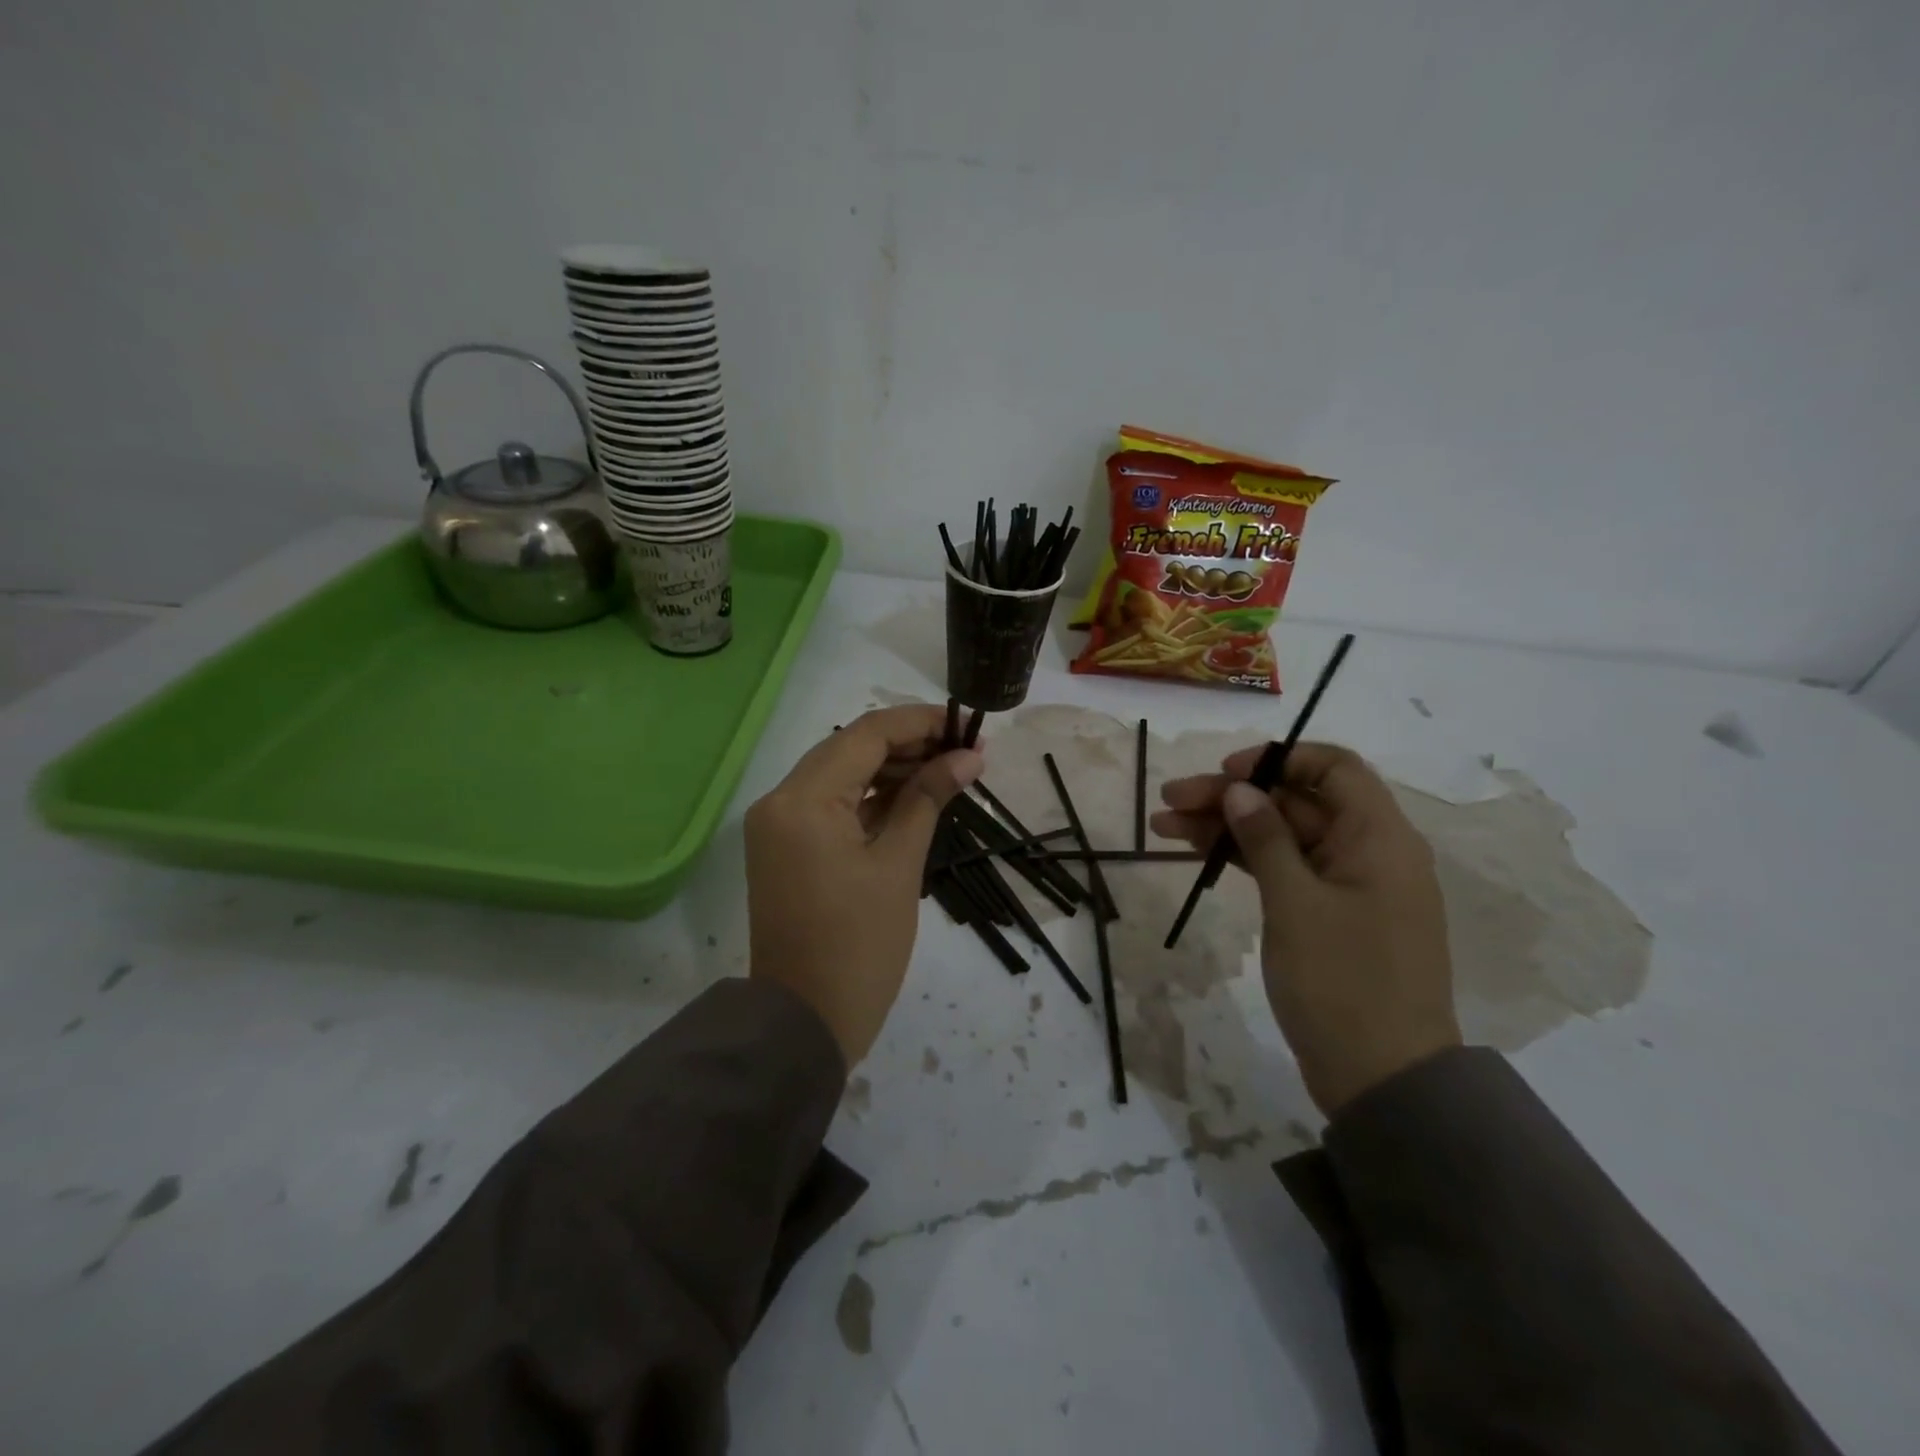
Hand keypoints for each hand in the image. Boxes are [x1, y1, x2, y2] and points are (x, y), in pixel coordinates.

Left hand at [745, 706, 983, 1066]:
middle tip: (965, 751)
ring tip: (948, 770)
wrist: (804, 1023)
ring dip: (892, 769)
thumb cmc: (859, 946)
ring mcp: (779, 825)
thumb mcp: (899, 865)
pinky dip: (871, 798)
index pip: (865, 735)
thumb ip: (929, 798)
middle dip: (909, 744)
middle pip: (850, 749)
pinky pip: (832, 805)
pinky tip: (914, 795)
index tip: (966, 726)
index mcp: (802, 800)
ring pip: (841, 775)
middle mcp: (780, 801)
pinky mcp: (787, 847)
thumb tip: (970, 755)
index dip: (919, 723)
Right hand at [1152, 742, 1459, 1113]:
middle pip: (1295, 802)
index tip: (1226, 774)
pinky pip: (1283, 869)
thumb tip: (1240, 790)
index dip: (1278, 760)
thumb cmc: (1344, 982)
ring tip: (1163, 826)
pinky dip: (1242, 860)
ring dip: (1226, 828)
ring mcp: (1346, 885)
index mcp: (1379, 838)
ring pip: (1281, 836)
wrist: (1383, 1079)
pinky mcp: (1327, 915)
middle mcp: (1367, 851)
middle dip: (1232, 797)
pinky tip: (1196, 854)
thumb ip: (1266, 839)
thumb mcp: (1296, 903)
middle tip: (1170, 801)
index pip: (1333, 768)